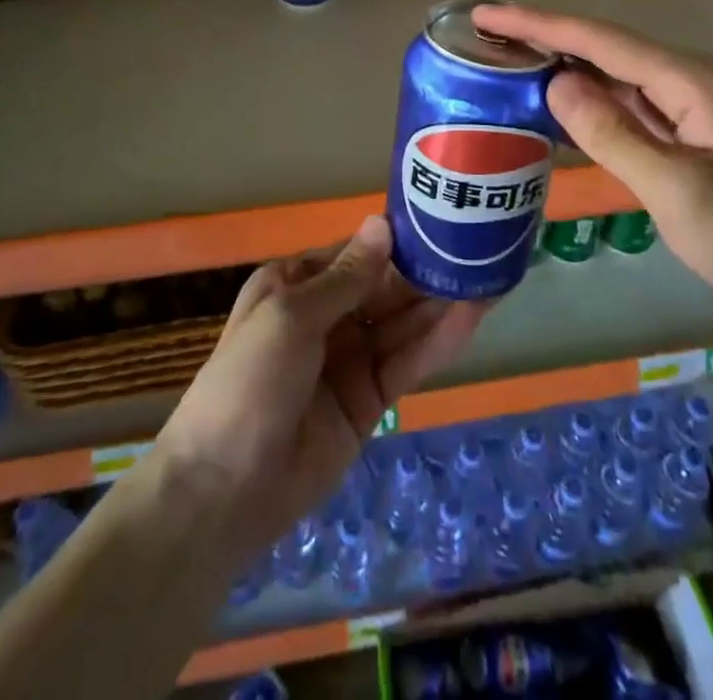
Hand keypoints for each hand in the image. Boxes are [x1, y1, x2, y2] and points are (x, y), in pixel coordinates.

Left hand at [151, 216, 485, 562]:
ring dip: (439, 303)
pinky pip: (406, 362)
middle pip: (382, 288)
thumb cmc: (250, 381)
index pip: (354, 254)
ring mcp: (348, 359)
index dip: (394, 241)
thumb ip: (346, 277)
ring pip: (400, 323)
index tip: (439, 222)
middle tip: (477, 249)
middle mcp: (324, 316)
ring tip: (487, 278)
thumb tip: (382, 224)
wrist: (225, 490)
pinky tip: (470, 319)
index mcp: (294, 286)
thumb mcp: (292, 316)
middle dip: (424, 271)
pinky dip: (437, 342)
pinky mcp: (369, 400)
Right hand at [473, 3, 712, 335]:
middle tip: (483, 35)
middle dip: (543, 35)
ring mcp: (690, 105)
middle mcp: (689, 79)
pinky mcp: (688, 131)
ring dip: (561, 64)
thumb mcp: (679, 192)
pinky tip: (556, 101)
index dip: (538, 23)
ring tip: (505, 58)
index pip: (599, 40)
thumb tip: (556, 83)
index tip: (485, 15)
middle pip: (603, 47)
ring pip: (612, 73)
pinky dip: (586, 98)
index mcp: (690, 80)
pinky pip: (626, 103)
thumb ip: (614, 136)